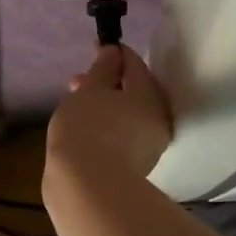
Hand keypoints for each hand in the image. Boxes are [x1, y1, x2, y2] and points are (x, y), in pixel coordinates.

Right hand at [45, 45, 172, 189]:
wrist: (88, 189)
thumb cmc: (86, 130)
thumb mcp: (89, 91)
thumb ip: (102, 68)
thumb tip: (114, 52)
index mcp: (149, 95)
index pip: (135, 63)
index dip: (115, 52)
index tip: (96, 46)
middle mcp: (157, 117)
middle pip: (135, 90)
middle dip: (108, 81)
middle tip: (79, 81)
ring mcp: (150, 145)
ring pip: (129, 113)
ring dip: (107, 104)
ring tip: (77, 105)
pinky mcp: (138, 165)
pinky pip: (125, 133)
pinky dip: (109, 124)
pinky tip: (87, 129)